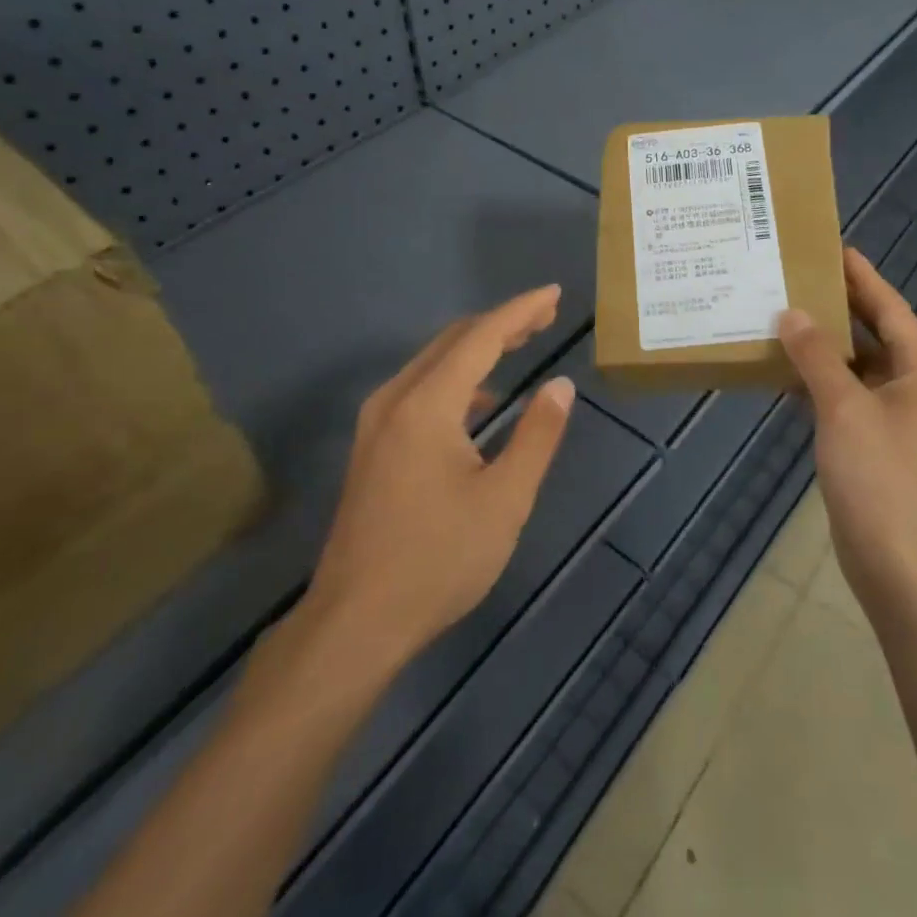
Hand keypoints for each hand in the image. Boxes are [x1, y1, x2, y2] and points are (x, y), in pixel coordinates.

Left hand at [294, 286, 576, 673]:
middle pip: (452, 342)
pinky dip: (456, 379)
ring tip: (520, 345)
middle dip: (501, 324)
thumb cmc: (439, 559)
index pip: (481, 338)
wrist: (356, 621)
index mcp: (427, 405)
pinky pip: (419, 391)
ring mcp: (376, 425)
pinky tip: (480, 401)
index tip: (554, 295)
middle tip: (545, 317)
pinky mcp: (372, 448)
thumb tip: (560, 386)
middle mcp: (394, 401)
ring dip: (477, 349)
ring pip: (432, 364)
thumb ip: (537, 435)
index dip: (520, 312)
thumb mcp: (505, 499)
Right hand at [778, 249, 916, 622]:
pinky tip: (783, 372)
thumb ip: (817, 358)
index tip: (836, 249)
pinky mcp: (869, 446)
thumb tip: (791, 314)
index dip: (865, 278)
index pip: (892, 311)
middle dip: (841, 307)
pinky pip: (842, 398)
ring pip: (855, 369)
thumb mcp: (845, 410)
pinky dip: (816, 383)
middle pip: (875, 336)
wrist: (897, 565)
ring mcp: (891, 421)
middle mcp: (912, 390)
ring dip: (823, 346)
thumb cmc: (880, 479)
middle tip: (800, 277)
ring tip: (783, 316)